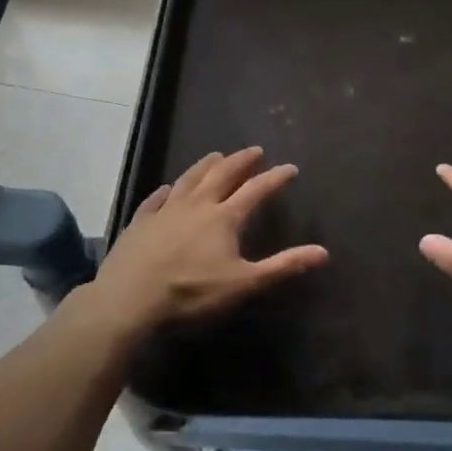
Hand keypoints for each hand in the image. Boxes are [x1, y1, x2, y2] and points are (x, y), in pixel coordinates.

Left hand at [91, 147, 327, 331]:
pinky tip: (168, 188)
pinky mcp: (140, 222)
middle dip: (241, 161)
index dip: (275, 178)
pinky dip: (166, 190)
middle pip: (222, 175)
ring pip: (189, 179)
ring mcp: (165, 210)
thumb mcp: (243, 285)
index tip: (290, 168)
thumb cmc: (190, 294)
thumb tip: (323, 252)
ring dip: (206, 165)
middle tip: (254, 150)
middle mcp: (197, 205)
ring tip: (217, 155)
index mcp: (224, 218)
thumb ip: (283, 266)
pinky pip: (156, 198)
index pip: (256, 190)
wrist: (128, 300)